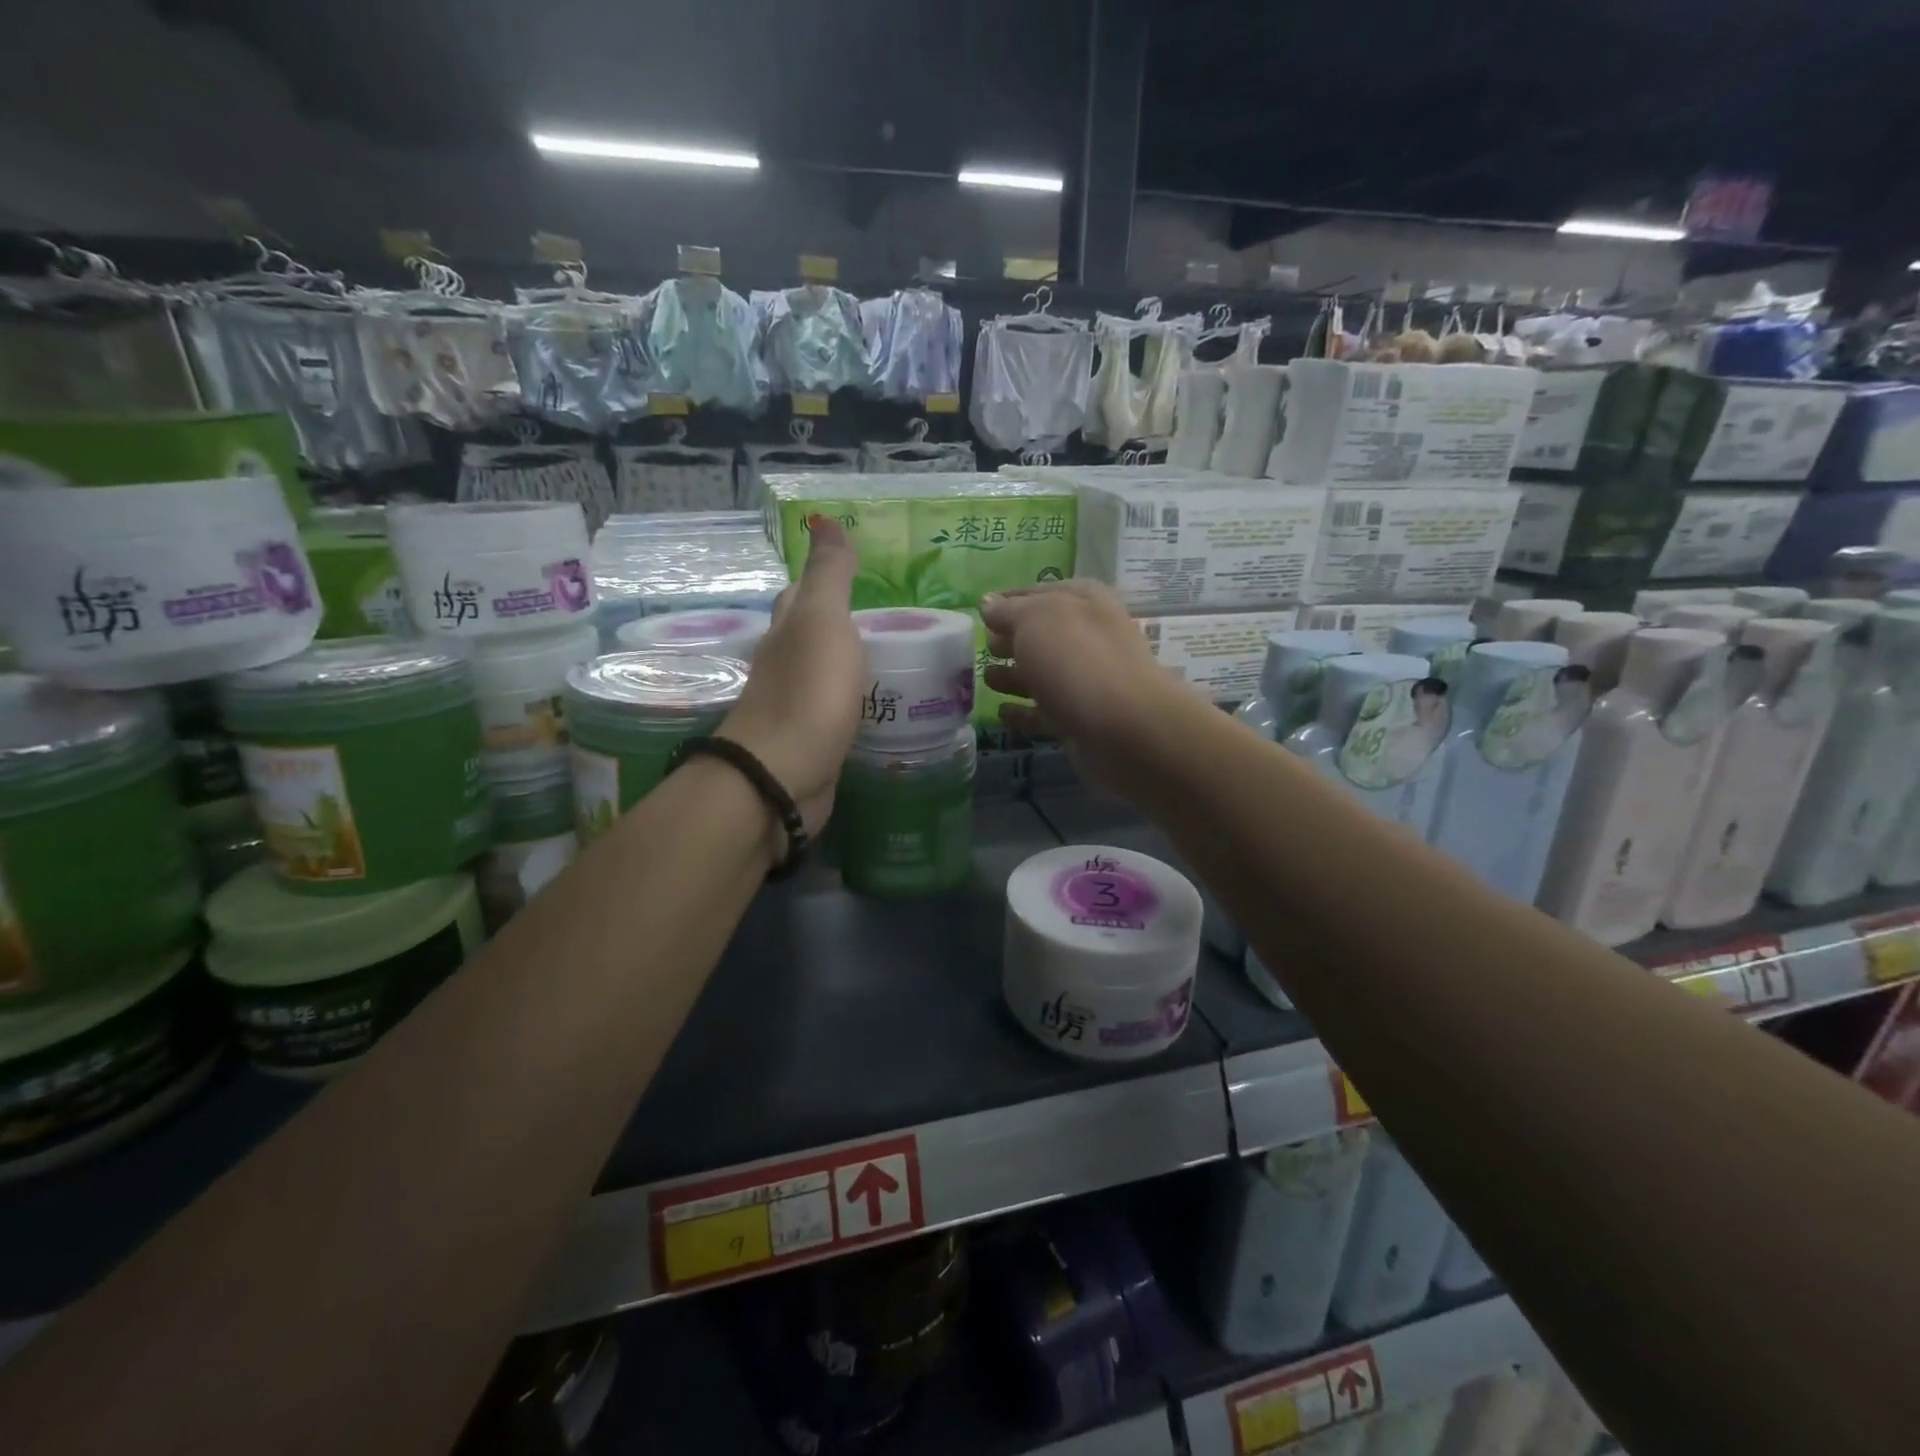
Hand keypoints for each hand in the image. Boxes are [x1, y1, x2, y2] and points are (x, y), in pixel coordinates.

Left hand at [720, 516, 863, 835]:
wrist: (783, 775)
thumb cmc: (807, 691)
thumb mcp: (823, 621)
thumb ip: (829, 575)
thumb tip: (822, 518)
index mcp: (789, 629)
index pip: (803, 592)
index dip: (825, 577)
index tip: (862, 570)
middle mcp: (788, 663)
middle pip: (813, 633)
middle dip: (845, 622)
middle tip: (895, 619)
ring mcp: (800, 705)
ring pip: (828, 673)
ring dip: (854, 664)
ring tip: (900, 659)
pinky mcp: (815, 741)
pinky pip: (841, 711)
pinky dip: (859, 702)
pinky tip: (884, 705)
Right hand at [979, 581, 1198, 795]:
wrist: (1124, 728)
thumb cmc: (1077, 659)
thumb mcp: (1036, 620)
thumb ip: (1009, 610)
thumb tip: (987, 602)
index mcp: (1084, 602)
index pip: (1040, 593)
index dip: (1010, 600)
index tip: (981, 611)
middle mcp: (1089, 637)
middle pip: (1043, 635)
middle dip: (1012, 639)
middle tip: (982, 645)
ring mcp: (1087, 681)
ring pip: (1043, 674)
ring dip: (1014, 675)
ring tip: (985, 678)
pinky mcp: (1081, 720)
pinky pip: (1045, 712)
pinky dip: (1024, 712)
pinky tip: (1001, 712)